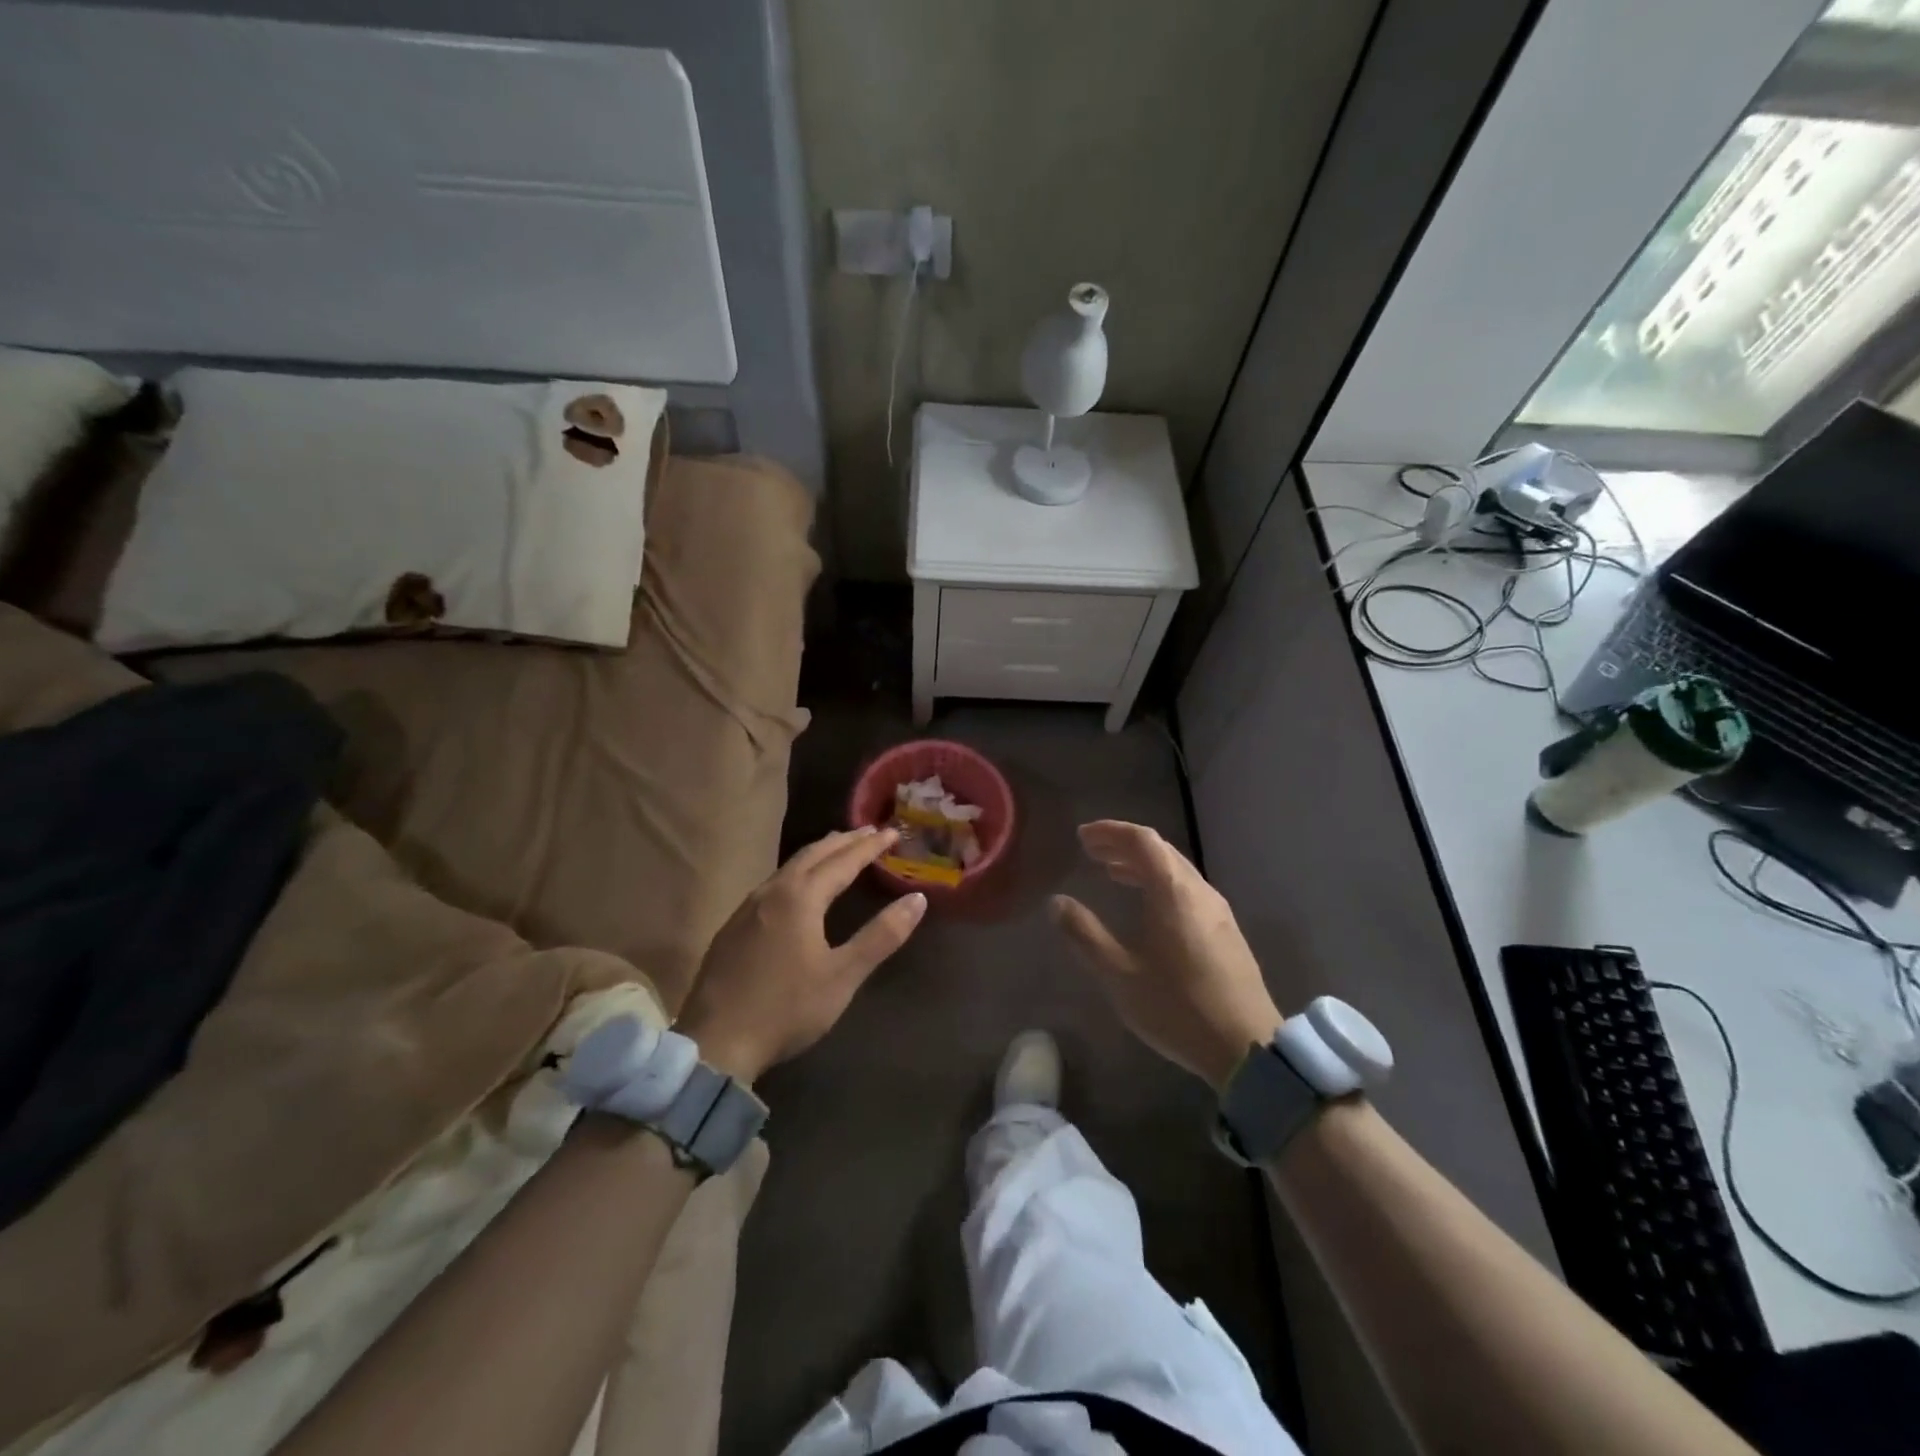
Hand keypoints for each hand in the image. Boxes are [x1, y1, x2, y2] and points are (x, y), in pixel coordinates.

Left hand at [676, 827, 926, 1083]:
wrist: (716, 1043)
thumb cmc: (787, 1009)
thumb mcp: (843, 976)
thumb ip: (881, 936)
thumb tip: (917, 899)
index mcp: (800, 898)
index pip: (843, 861)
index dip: (869, 847)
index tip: (891, 832)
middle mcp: (772, 892)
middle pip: (812, 855)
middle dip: (843, 841)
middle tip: (868, 831)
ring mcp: (747, 909)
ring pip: (788, 868)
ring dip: (818, 854)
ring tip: (837, 849)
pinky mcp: (732, 928)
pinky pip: (772, 885)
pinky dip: (796, 873)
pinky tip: (796, 888)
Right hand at [1052, 820, 1280, 1090]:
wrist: (1247, 1048)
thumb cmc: (1177, 1008)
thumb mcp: (1119, 974)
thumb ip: (1085, 934)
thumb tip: (1056, 902)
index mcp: (1173, 892)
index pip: (1142, 840)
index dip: (1110, 831)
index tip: (1082, 836)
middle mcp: (1199, 892)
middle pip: (1161, 850)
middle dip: (1124, 845)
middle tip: (1092, 851)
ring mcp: (1219, 912)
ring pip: (1177, 870)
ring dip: (1143, 865)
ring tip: (1113, 873)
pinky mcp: (1227, 933)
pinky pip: (1188, 890)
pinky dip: (1161, 883)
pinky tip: (1149, 907)